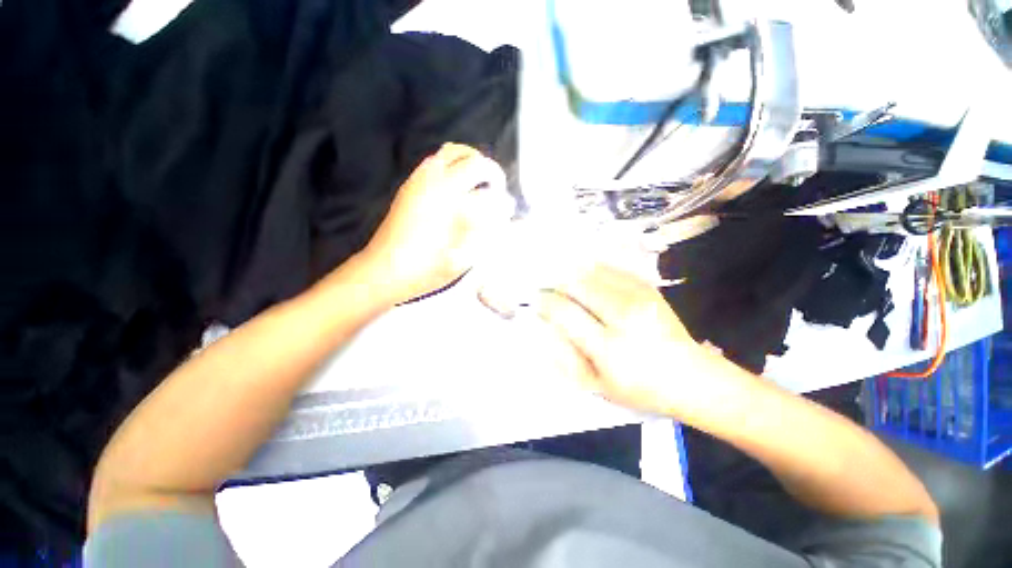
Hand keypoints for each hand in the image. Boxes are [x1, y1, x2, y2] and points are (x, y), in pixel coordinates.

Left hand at [360, 143, 511, 304]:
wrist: (385, 269)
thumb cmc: (427, 269)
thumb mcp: (463, 259)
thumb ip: (488, 233)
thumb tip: (504, 213)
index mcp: (453, 206)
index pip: (490, 194)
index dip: (503, 203)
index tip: (508, 212)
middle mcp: (438, 184)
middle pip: (474, 161)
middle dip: (492, 173)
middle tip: (496, 191)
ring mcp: (421, 180)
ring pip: (453, 152)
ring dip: (472, 162)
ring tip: (479, 182)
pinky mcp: (410, 184)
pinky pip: (436, 160)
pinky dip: (453, 163)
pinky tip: (456, 185)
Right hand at [538, 264, 724, 416]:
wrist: (691, 377)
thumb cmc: (639, 388)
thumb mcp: (597, 385)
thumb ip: (567, 356)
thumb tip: (546, 324)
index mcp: (609, 348)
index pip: (565, 313)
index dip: (546, 303)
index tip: (538, 301)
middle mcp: (624, 317)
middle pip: (578, 285)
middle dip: (557, 283)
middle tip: (549, 288)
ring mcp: (639, 298)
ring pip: (592, 273)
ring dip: (573, 275)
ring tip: (565, 282)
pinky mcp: (648, 288)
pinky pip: (612, 269)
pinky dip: (593, 270)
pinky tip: (587, 276)